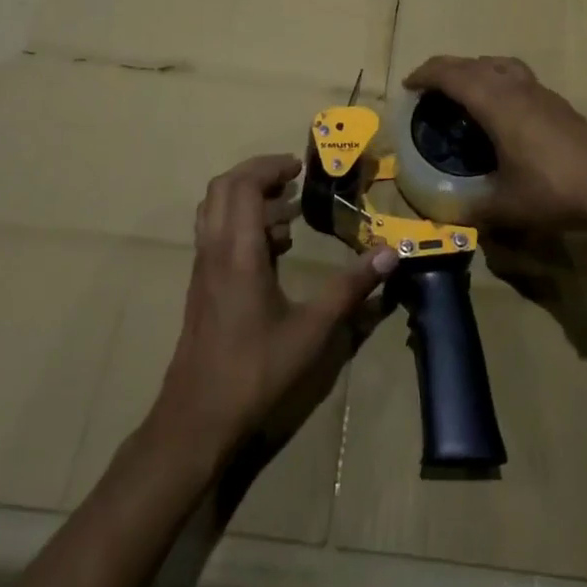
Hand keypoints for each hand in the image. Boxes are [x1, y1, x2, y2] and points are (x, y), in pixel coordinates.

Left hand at [153, 154, 397, 466]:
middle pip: (223, 189)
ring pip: (215, 210)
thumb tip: (390, 254)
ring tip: (288, 213)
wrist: (196, 419)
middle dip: (257, 174)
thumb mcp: (311, 330)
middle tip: (292, 180)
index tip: (299, 166)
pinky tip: (273, 250)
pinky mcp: (202, 285)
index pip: (242, 185)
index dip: (269, 166)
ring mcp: (203, 268)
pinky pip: (216, 233)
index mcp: (237, 252)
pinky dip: (241, 223)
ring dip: (247, 198)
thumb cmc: (254, 371)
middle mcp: (214, 251)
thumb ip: (350, 288)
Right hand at [402, 56, 586, 234]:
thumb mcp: (505, 206)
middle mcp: (514, 88)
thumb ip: (473, 208)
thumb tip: (448, 215)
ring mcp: (539, 91)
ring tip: (464, 88)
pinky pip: (516, 75)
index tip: (408, 85)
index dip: (426, 75)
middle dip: (446, 68)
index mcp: (495, 103)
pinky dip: (497, 78)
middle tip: (428, 86)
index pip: (452, 75)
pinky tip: (502, 105)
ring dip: (475, 68)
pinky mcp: (557, 101)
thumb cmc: (552, 190)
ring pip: (499, 64)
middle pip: (473, 64)